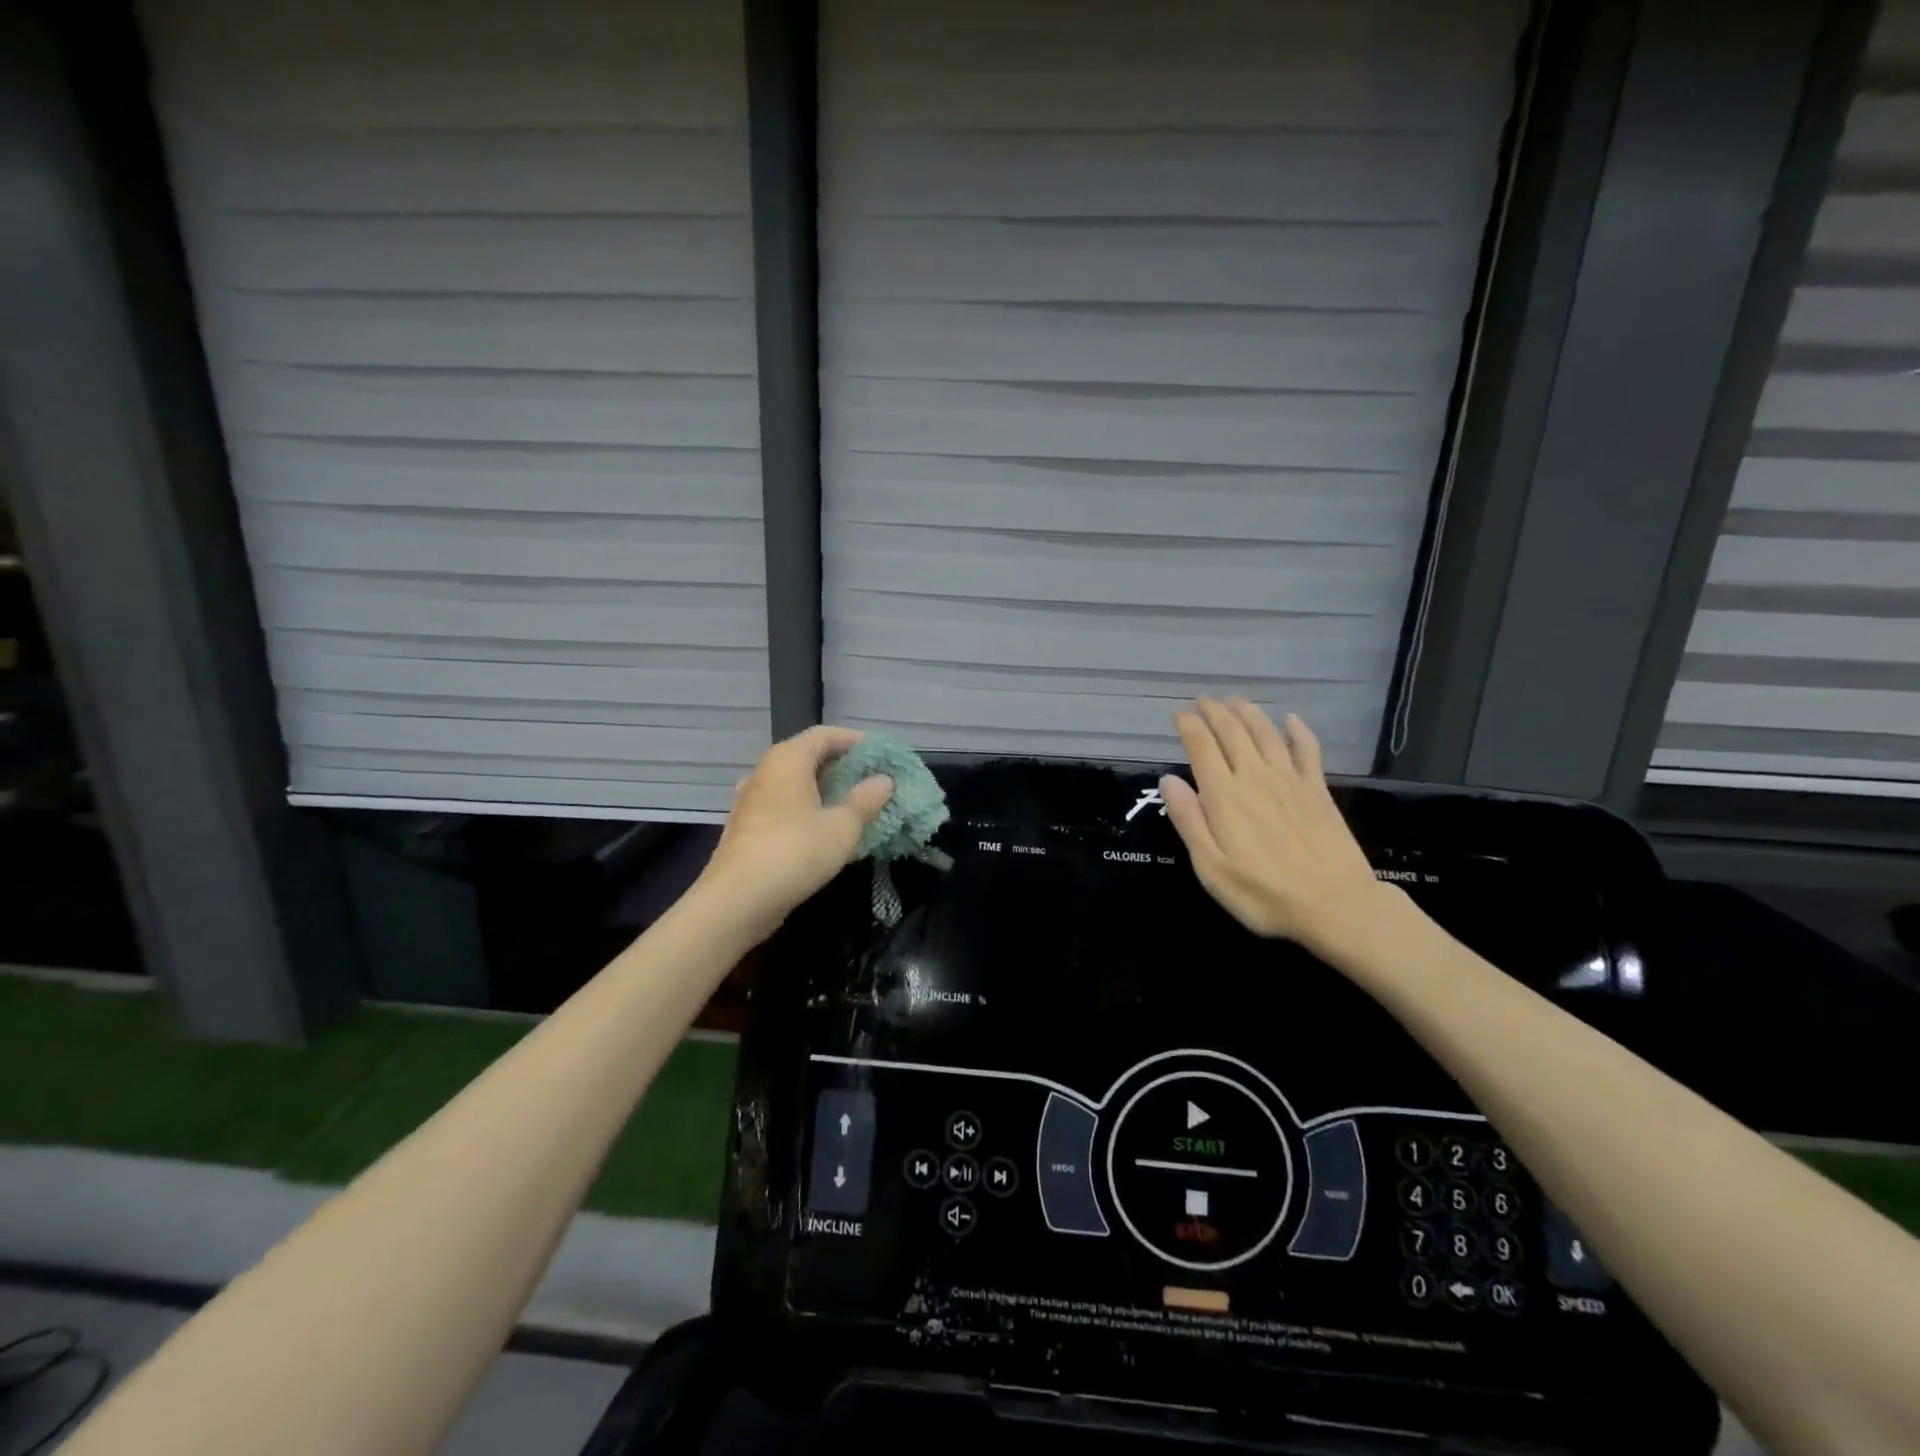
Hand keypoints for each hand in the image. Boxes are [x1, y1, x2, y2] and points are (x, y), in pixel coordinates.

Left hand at [698, 725, 893, 943]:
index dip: (854, 741)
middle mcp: (765, 772)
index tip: (880, 755)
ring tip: (850, 804)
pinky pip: (782, 805)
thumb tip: (883, 780)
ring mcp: (751, 800)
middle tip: (871, 781)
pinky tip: (822, 829)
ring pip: (793, 783)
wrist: (737, 900)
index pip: (824, 735)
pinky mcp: (746, 827)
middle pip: (807, 756)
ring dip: (822, 789)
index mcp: (788, 760)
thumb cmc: (795, 852)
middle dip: (840, 765)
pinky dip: (805, 809)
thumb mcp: (842, 827)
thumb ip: (865, 800)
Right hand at [1160, 699, 1383, 960]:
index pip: (1202, 747)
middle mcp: (1255, 778)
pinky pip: (1308, 750)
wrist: (1335, 905)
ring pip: (1266, 734)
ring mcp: (1291, 781)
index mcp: (1224, 796)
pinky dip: (1298, 731)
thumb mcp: (1211, 867)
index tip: (1178, 714)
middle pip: (1232, 733)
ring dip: (1249, 713)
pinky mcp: (1318, 791)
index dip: (1188, 726)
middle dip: (1215, 712)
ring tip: (1235, 701)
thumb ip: (1188, 821)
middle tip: (1203, 701)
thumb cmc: (1263, 894)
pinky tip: (1291, 720)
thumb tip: (1169, 779)